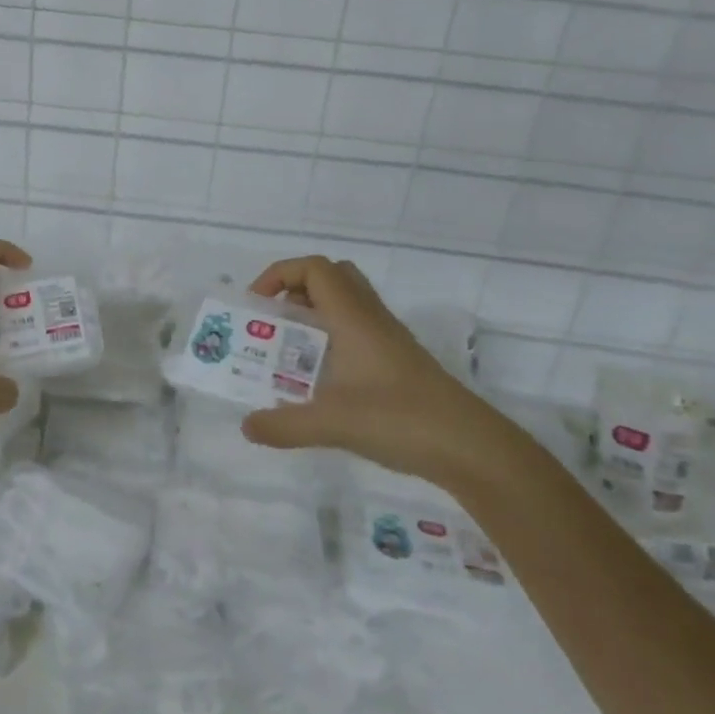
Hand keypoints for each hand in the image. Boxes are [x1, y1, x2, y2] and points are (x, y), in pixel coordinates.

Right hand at [242, 256, 517, 485]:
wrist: (468, 445)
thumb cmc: (398, 418)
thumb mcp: (331, 424)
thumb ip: (284, 425)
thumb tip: (246, 425)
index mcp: (352, 316)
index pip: (314, 268)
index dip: (279, 274)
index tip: (257, 305)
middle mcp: (370, 317)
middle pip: (332, 277)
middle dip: (295, 291)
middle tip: (274, 323)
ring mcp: (388, 338)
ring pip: (346, 303)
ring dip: (314, 314)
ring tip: (291, 350)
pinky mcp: (398, 360)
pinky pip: (357, 330)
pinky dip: (332, 339)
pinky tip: (322, 379)